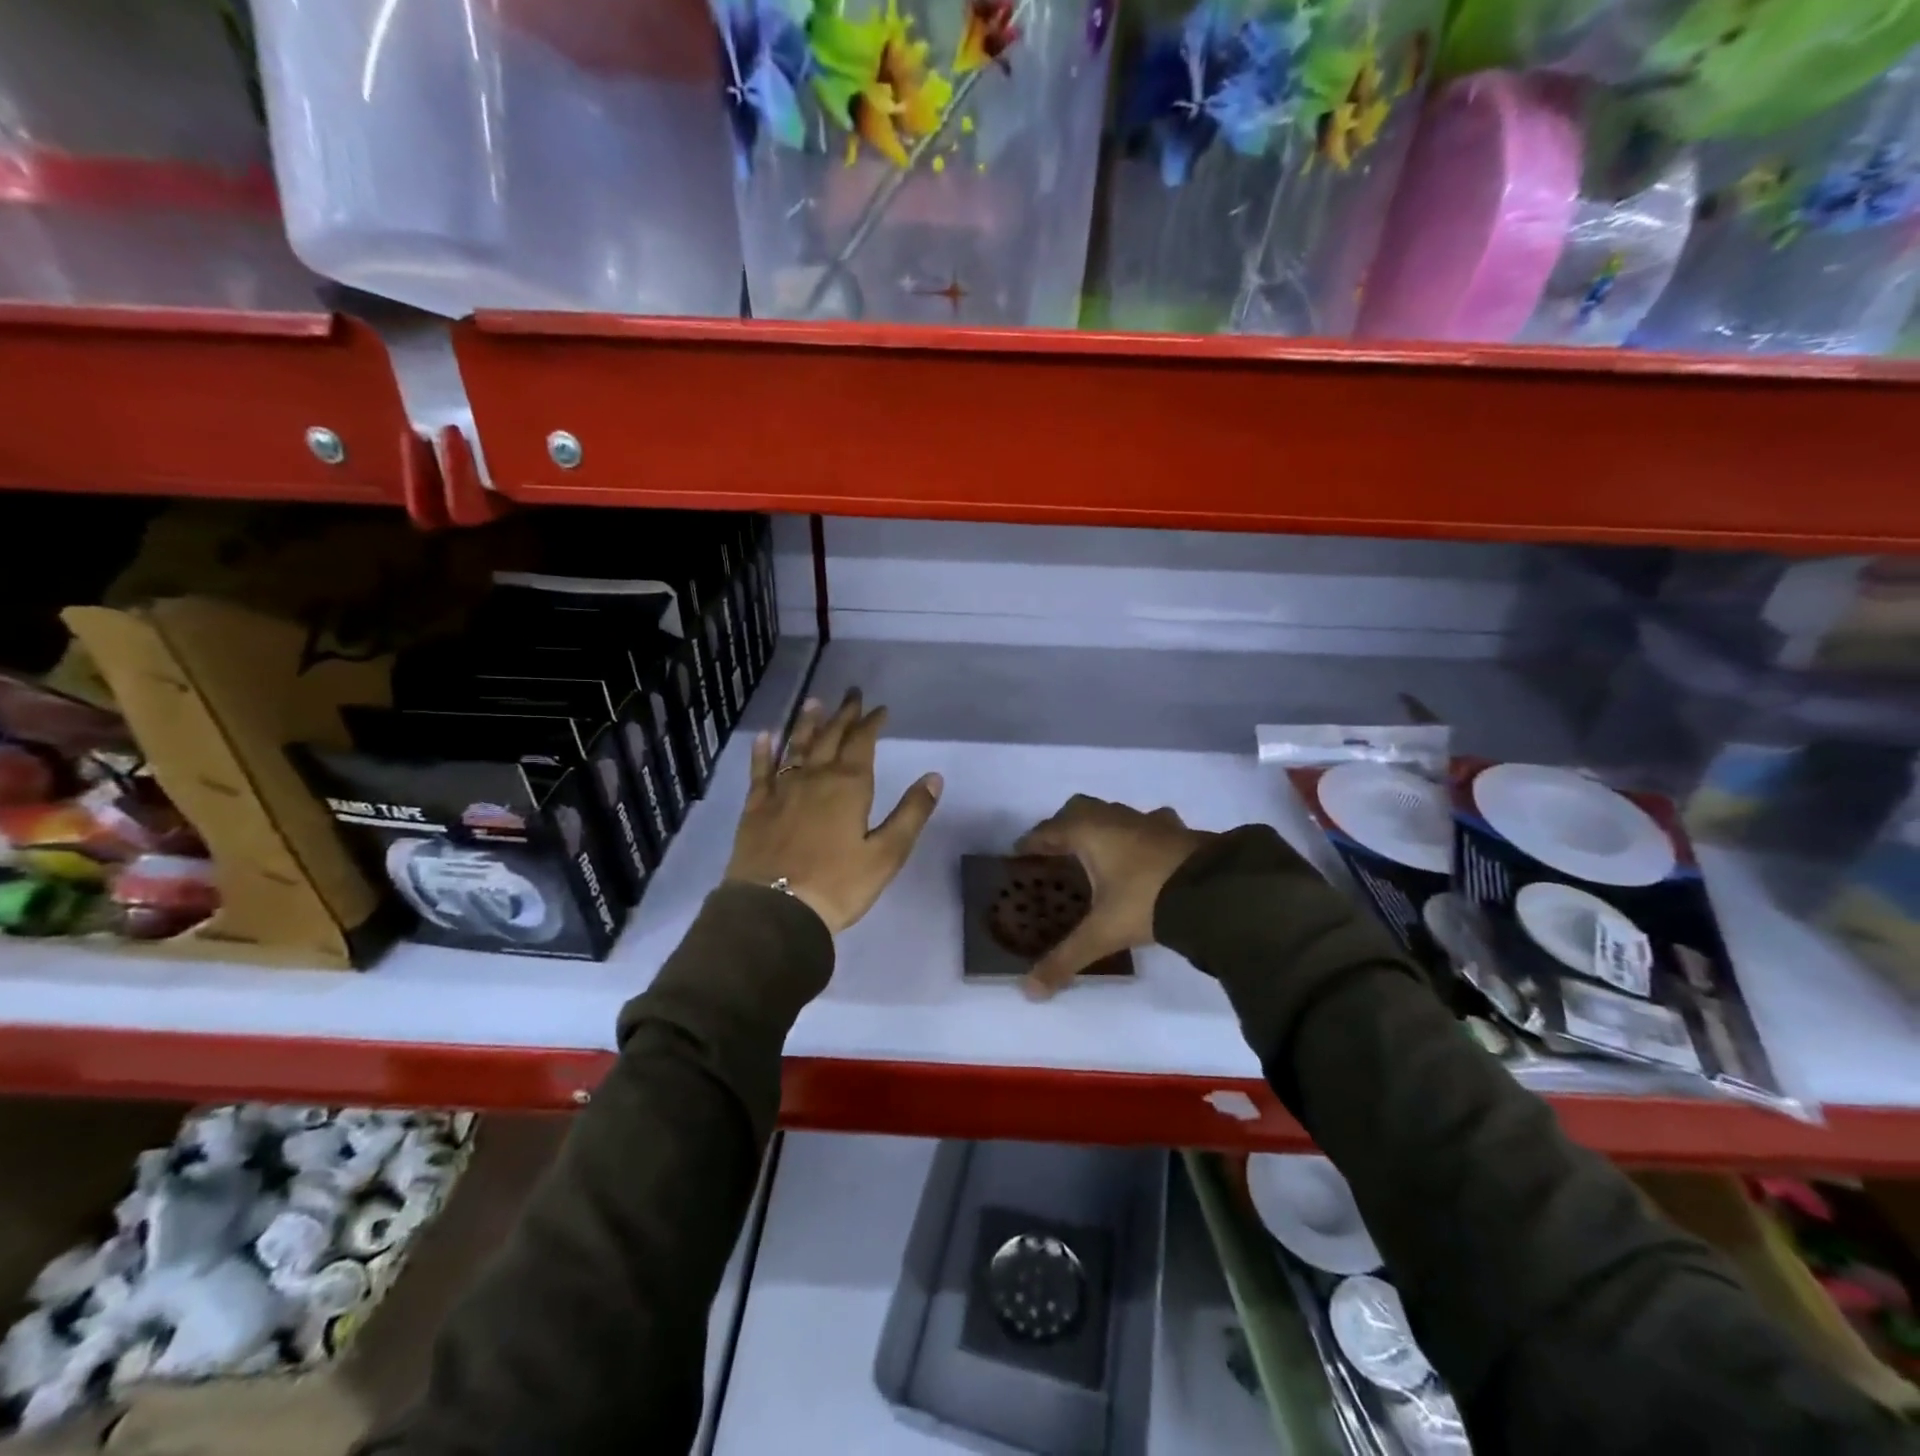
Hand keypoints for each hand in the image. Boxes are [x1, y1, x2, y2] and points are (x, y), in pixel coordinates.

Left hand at [725, 690, 942, 933]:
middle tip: (851, 693)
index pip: (863, 742)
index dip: (872, 723)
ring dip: (807, 723)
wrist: (775, 910)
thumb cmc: (838, 885)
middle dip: (843, 714)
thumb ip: (911, 813)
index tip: (880, 708)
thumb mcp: (887, 854)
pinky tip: (765, 736)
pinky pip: (761, 770)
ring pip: (796, 746)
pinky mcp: (756, 808)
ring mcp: (781, 790)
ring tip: (814, 702)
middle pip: (830, 737)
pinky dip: (763, 751)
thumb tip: (934, 777)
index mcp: (849, 786)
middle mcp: (815, 778)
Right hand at [1015, 796, 1213, 998]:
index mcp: (1088, 832)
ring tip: (1096, 855)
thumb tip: (1029, 992)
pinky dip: (1137, 835)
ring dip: (1100, 829)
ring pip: (1113, 814)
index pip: (1048, 831)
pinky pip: (1147, 824)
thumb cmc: (1146, 901)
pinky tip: (1143, 853)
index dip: (1031, 843)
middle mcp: (1114, 818)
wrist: (1214, 891)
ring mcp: (1148, 820)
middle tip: (1055, 853)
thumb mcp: (1102, 933)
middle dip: (1063, 827)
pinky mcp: (1176, 830)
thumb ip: (1065, 959)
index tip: (1018, 854)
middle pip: (1078, 810)